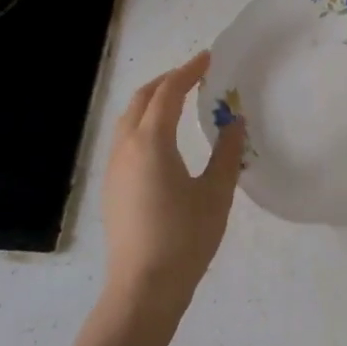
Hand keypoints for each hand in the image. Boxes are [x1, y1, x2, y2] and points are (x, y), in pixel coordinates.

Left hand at [101, 50, 245, 312]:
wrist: (143, 288)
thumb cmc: (185, 238)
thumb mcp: (216, 193)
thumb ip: (227, 153)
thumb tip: (234, 122)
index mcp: (151, 142)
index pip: (168, 92)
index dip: (189, 71)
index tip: (208, 58)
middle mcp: (126, 147)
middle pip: (142, 99)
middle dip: (167, 81)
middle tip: (194, 75)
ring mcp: (114, 168)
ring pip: (129, 118)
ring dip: (153, 101)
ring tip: (179, 100)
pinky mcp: (112, 187)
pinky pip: (125, 138)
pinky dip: (144, 122)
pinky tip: (163, 138)